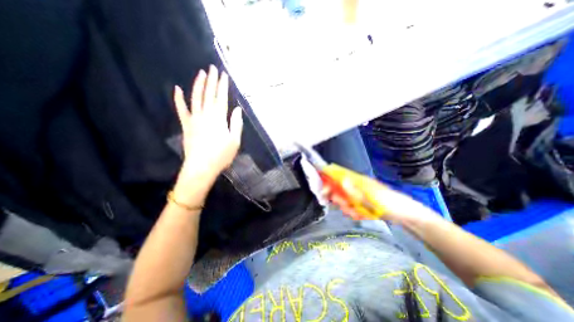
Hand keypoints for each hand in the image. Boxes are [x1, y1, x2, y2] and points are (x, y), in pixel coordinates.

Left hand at [171, 65, 240, 180]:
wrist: (201, 167)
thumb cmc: (222, 155)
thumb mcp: (235, 141)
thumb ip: (236, 123)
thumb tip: (237, 109)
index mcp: (219, 118)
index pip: (221, 97)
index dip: (223, 85)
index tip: (224, 75)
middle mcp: (206, 114)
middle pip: (209, 94)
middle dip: (211, 80)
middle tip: (212, 67)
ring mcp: (194, 118)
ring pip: (196, 97)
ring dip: (198, 84)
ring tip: (200, 73)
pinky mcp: (186, 125)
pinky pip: (182, 109)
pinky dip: (179, 99)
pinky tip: (177, 89)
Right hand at [321, 177, 437, 224]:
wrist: (406, 216)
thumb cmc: (390, 204)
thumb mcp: (372, 198)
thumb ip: (355, 191)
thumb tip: (341, 180)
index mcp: (358, 180)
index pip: (338, 176)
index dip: (329, 182)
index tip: (323, 191)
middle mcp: (356, 186)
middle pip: (339, 190)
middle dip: (340, 200)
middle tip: (346, 207)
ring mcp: (359, 195)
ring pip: (345, 201)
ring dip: (348, 209)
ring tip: (358, 213)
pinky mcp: (362, 204)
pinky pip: (351, 208)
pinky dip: (354, 213)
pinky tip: (361, 216)